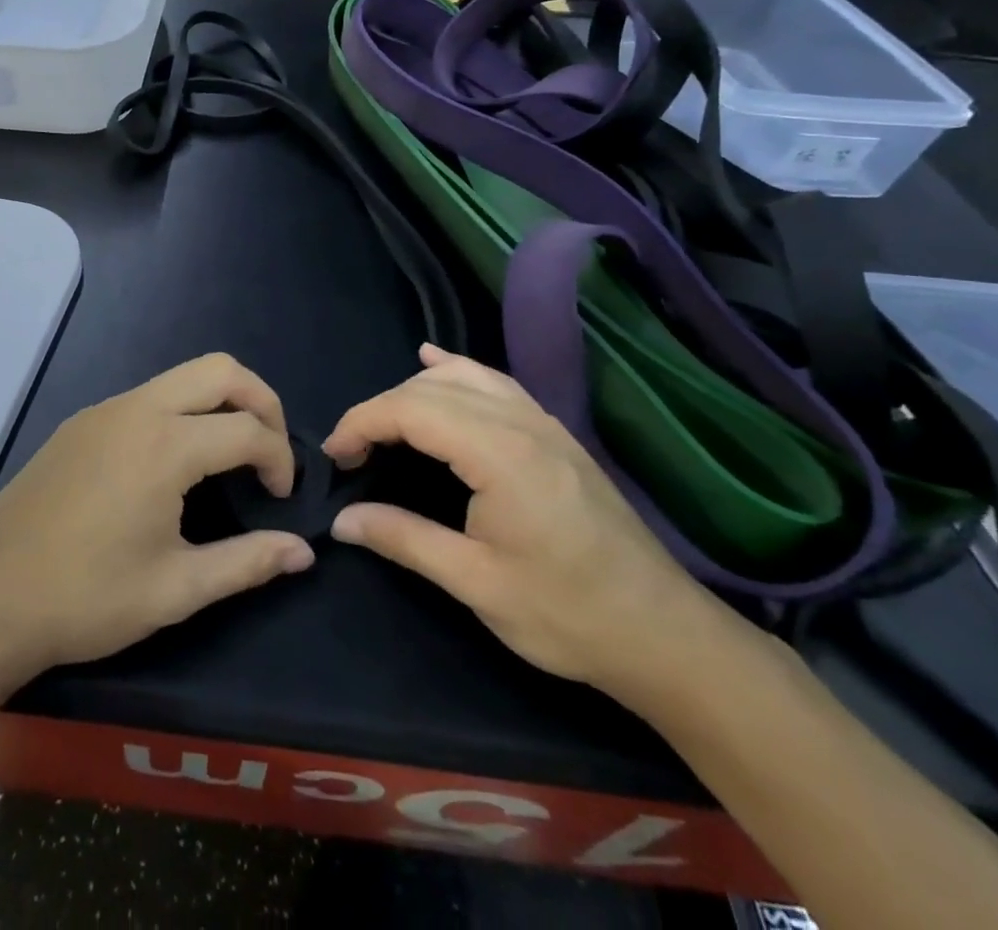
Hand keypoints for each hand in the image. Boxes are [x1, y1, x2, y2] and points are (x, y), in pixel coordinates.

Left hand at [0, 354, 315, 682]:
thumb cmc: (86, 598)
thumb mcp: (176, 589)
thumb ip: (247, 562)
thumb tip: (304, 551)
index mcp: (164, 445)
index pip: (249, 429)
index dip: (280, 459)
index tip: (281, 500)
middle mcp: (136, 409)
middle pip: (220, 369)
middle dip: (261, 401)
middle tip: (269, 452)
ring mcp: (103, 411)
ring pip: (181, 376)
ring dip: (219, 402)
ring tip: (230, 456)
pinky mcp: (80, 423)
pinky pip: (147, 396)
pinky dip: (181, 412)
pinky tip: (172, 465)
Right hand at [324, 345, 720, 696]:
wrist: (662, 633)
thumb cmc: (566, 613)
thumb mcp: (476, 583)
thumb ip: (404, 539)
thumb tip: (341, 520)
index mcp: (498, 452)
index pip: (409, 410)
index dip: (361, 423)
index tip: (335, 457)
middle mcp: (519, 421)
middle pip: (429, 389)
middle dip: (380, 410)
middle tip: (352, 454)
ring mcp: (541, 422)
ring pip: (461, 377)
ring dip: (413, 391)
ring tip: (383, 423)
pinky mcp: (554, 432)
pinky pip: (494, 381)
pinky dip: (455, 370)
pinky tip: (434, 362)